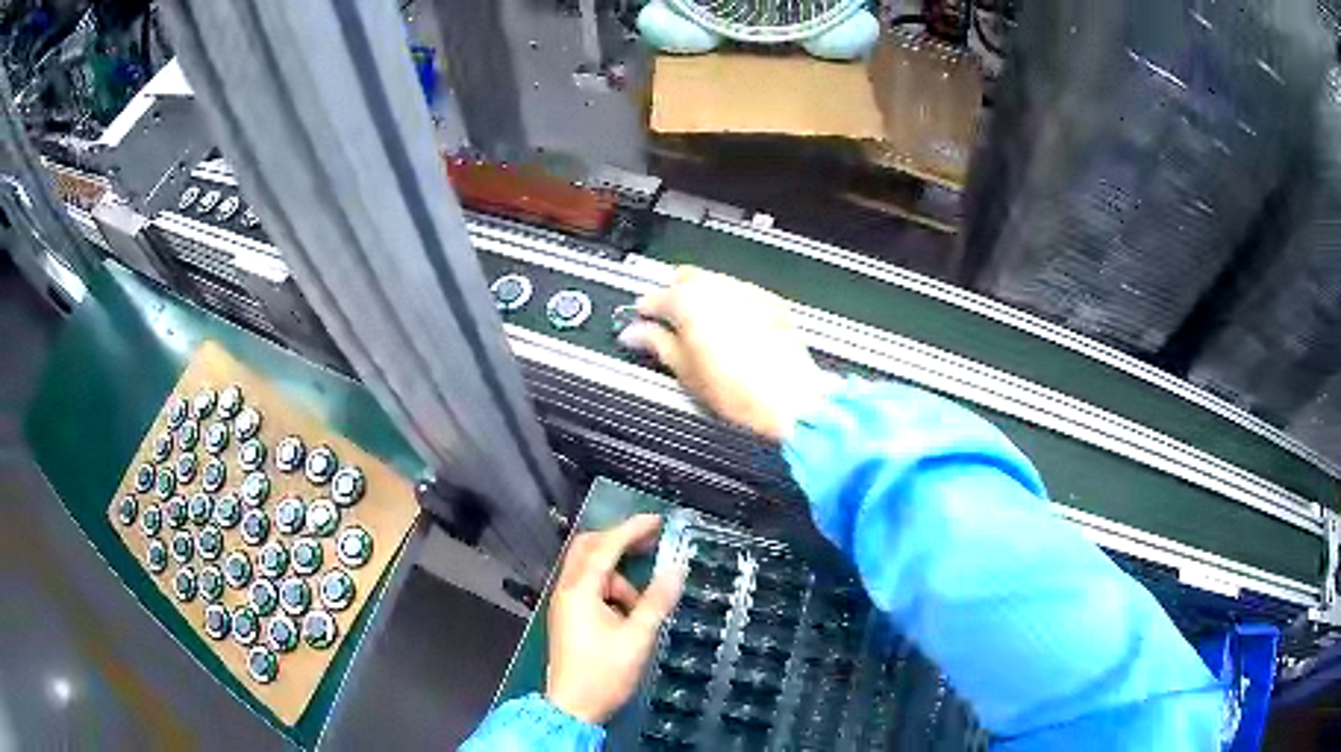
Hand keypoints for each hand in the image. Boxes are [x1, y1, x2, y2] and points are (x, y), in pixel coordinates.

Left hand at [545, 514, 684, 724]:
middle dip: (619, 541)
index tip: (658, 520)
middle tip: (650, 543)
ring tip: (642, 603)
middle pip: (588, 549)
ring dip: (617, 574)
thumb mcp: (637, 638)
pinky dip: (610, 589)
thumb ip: (656, 601)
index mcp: (579, 591)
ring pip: (589, 570)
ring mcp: (564, 603)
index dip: (632, 529)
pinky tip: (628, 611)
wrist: (573, 707)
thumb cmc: (605, 673)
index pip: (606, 547)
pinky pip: (589, 587)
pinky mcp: (568, 616)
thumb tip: (676, 569)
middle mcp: (566, 589)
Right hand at [618, 266, 832, 441]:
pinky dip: (730, 307)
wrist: (788, 397)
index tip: (639, 325)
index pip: (653, 297)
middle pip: (685, 279)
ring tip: (703, 335)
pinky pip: (740, 295)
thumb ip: (656, 344)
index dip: (642, 313)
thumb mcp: (684, 369)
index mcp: (688, 299)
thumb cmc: (736, 388)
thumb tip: (635, 334)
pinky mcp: (770, 301)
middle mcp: (717, 286)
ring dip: (703, 300)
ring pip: (714, 283)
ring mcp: (747, 291)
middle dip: (674, 297)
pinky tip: (732, 334)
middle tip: (670, 328)